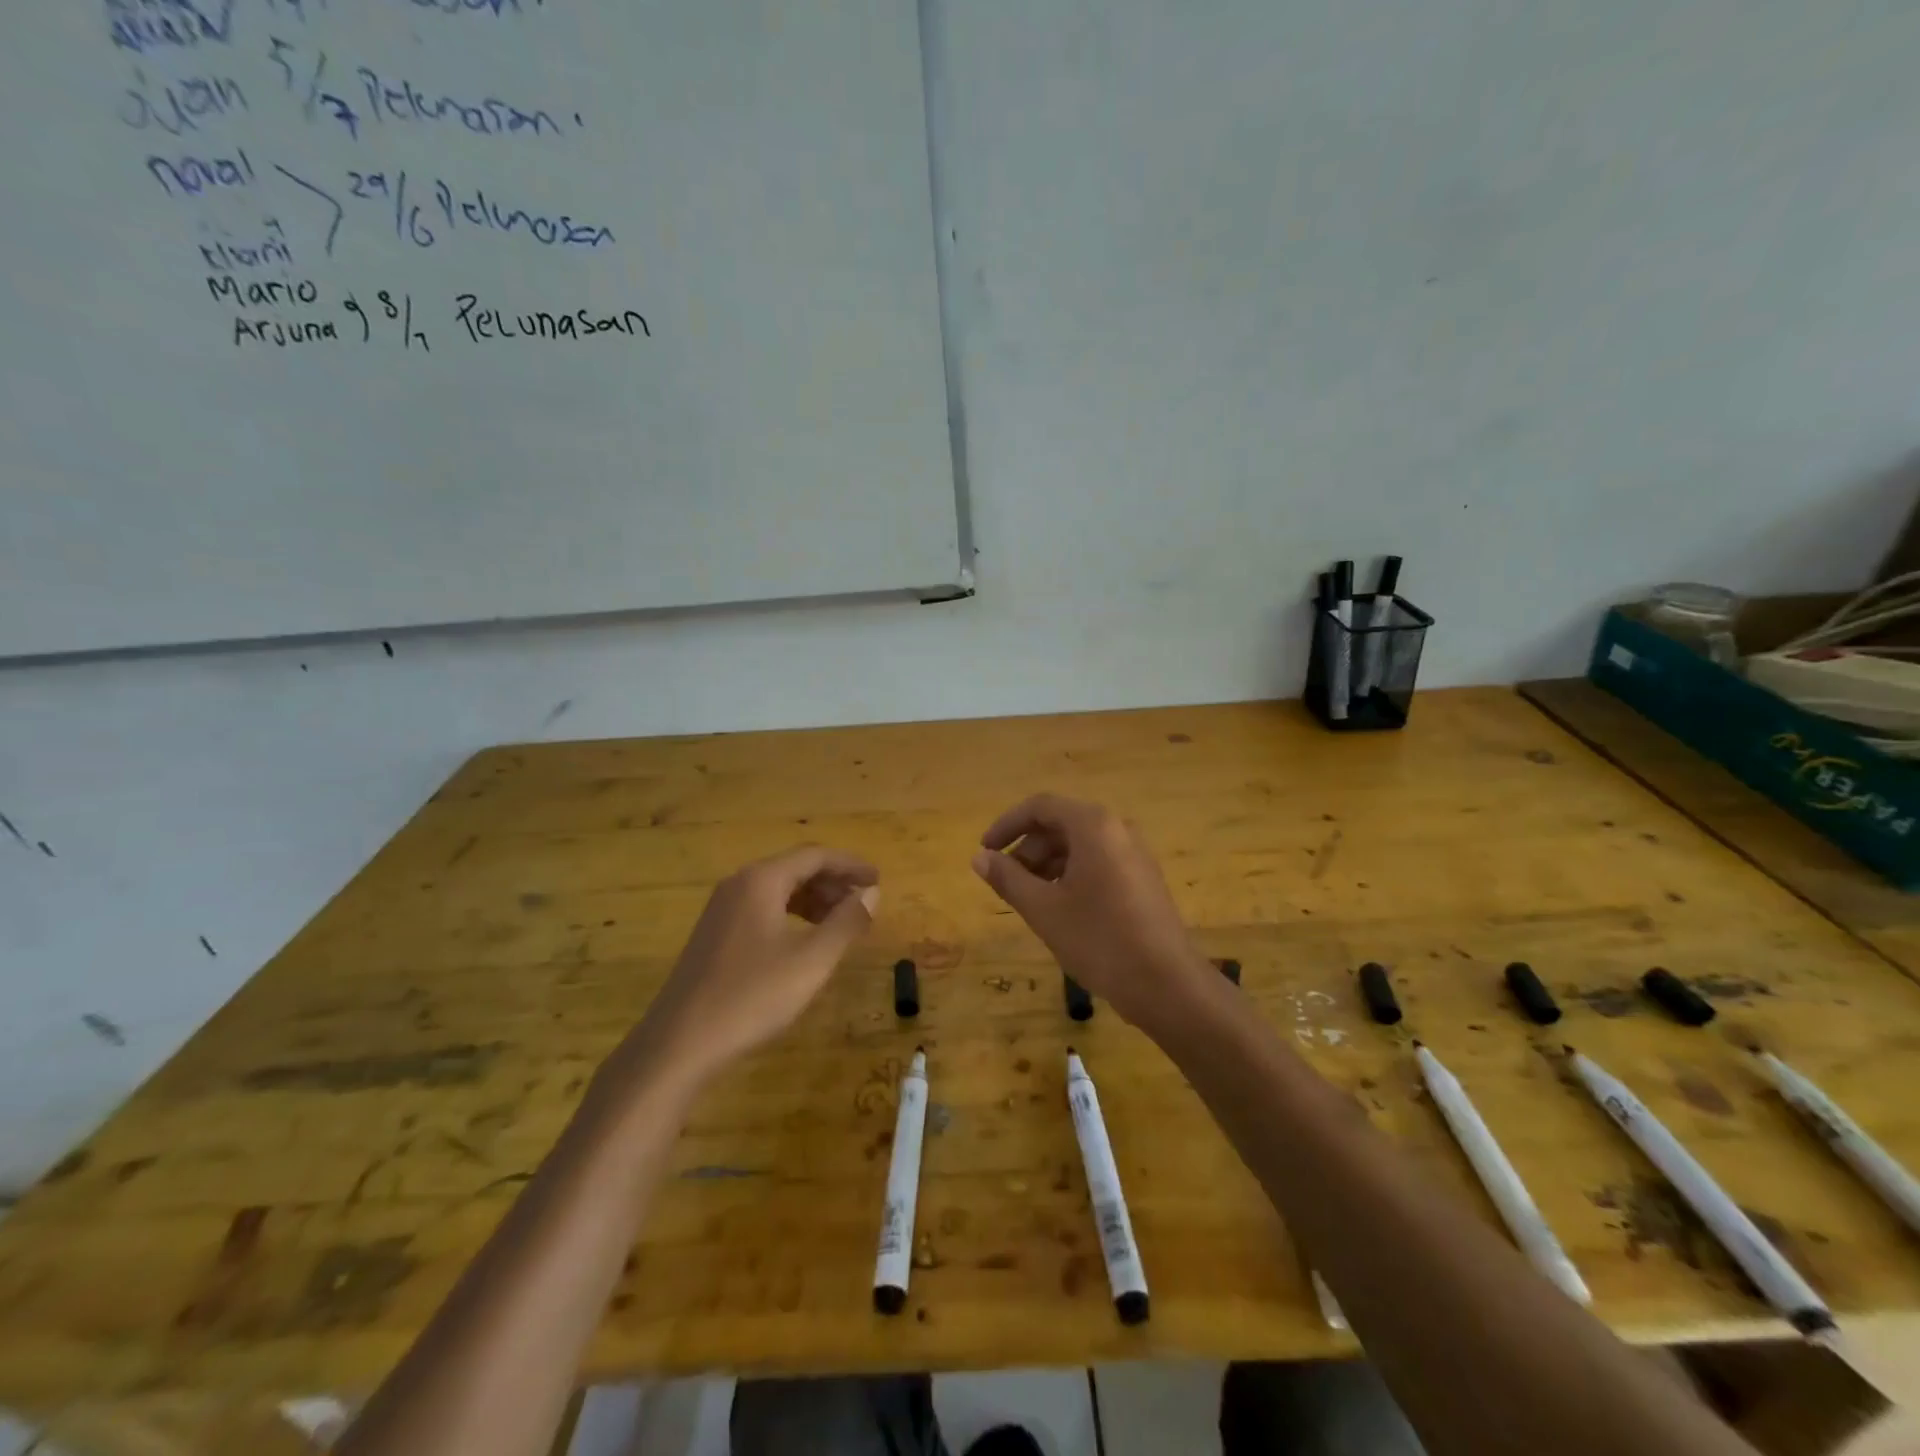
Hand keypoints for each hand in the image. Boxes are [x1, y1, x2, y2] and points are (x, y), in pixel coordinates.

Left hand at [612, 847, 878, 1092]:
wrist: (679, 1043)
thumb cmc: (751, 997)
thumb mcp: (811, 961)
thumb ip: (846, 922)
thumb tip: (872, 893)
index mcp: (761, 881)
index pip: (815, 856)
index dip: (850, 865)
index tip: (878, 880)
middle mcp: (739, 884)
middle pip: (795, 869)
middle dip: (833, 883)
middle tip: (864, 904)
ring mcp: (722, 909)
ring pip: (778, 889)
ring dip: (813, 900)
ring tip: (841, 923)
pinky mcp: (714, 934)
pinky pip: (762, 908)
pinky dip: (791, 915)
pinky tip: (804, 940)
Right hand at [971, 794, 1212, 1031]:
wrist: (1167, 984)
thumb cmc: (1099, 940)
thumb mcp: (1044, 909)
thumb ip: (1008, 878)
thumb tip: (979, 858)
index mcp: (1093, 826)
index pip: (1040, 807)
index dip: (1006, 825)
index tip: (985, 852)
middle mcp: (1117, 829)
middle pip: (1060, 824)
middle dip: (1027, 849)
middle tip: (1006, 884)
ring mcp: (1134, 853)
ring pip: (1079, 845)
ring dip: (1047, 865)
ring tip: (1030, 900)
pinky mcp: (1143, 878)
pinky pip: (1098, 862)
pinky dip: (1070, 875)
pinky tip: (1060, 909)